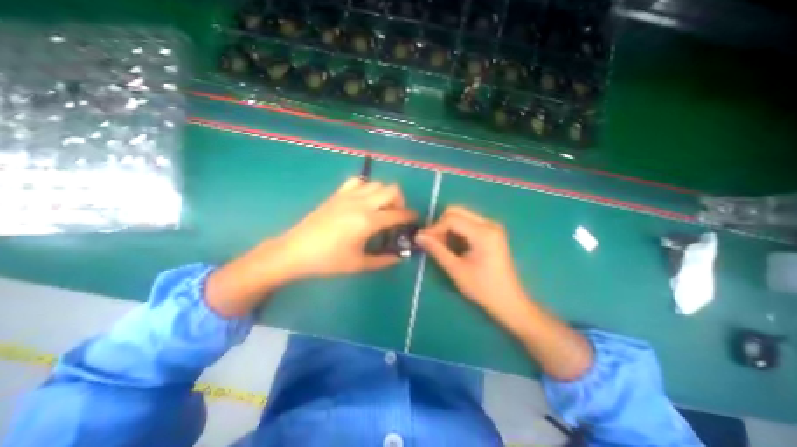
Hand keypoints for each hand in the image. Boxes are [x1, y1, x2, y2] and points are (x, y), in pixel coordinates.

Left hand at [275, 177, 417, 278]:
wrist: (295, 251)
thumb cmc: (328, 260)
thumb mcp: (359, 264)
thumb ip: (383, 260)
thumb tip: (399, 258)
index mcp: (368, 221)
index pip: (398, 214)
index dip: (410, 216)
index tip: (415, 220)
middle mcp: (361, 203)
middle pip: (392, 190)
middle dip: (400, 201)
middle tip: (396, 216)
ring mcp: (348, 195)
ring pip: (376, 183)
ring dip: (384, 194)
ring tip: (381, 209)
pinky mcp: (337, 194)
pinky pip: (357, 182)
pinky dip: (366, 188)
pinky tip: (363, 201)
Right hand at [418, 206, 589, 380]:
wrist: (508, 301)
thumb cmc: (482, 288)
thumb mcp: (456, 269)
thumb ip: (437, 250)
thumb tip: (419, 236)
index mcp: (483, 232)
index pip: (452, 218)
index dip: (434, 227)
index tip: (422, 239)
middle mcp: (489, 224)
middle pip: (457, 212)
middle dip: (440, 225)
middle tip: (431, 242)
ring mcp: (492, 227)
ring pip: (461, 216)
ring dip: (447, 228)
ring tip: (440, 245)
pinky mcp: (491, 233)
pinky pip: (468, 224)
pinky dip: (456, 231)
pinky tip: (452, 245)